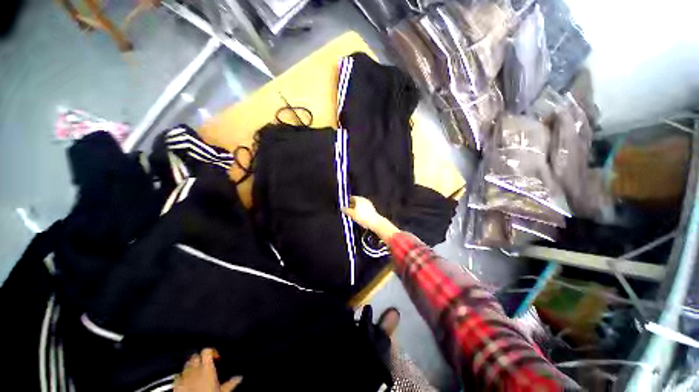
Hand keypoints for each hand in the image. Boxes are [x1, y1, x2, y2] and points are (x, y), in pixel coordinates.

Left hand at [174, 348, 241, 391]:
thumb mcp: (223, 390)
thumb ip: (230, 383)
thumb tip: (239, 377)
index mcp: (206, 368)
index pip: (207, 350)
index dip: (211, 351)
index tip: (216, 357)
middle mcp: (194, 369)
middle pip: (195, 356)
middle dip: (200, 358)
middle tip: (206, 364)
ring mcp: (183, 377)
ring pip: (186, 364)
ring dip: (191, 366)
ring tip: (196, 371)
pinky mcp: (176, 385)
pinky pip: (177, 375)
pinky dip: (181, 376)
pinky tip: (186, 380)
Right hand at [342, 196, 398, 241]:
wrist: (374, 222)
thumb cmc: (363, 217)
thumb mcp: (352, 214)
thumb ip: (346, 210)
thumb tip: (342, 208)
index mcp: (359, 199)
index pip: (351, 198)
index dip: (347, 201)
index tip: (345, 205)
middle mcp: (364, 200)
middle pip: (356, 201)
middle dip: (351, 205)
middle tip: (348, 210)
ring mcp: (368, 204)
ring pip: (360, 205)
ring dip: (356, 209)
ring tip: (353, 214)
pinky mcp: (371, 209)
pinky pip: (364, 208)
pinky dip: (360, 211)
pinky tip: (359, 216)